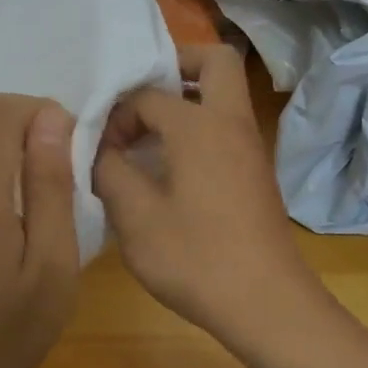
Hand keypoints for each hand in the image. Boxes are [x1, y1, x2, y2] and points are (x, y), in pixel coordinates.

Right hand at [94, 45, 319, 344]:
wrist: (268, 305)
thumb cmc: (196, 258)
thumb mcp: (134, 216)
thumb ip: (109, 170)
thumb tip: (100, 150)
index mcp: (200, 125)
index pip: (148, 95)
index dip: (116, 115)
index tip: (100, 149)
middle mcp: (231, 123)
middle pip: (214, 61)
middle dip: (176, 66)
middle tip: (140, 98)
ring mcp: (250, 147)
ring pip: (223, 95)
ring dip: (187, 99)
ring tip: (146, 135)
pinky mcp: (256, 173)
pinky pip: (225, 127)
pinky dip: (198, 128)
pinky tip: (169, 168)